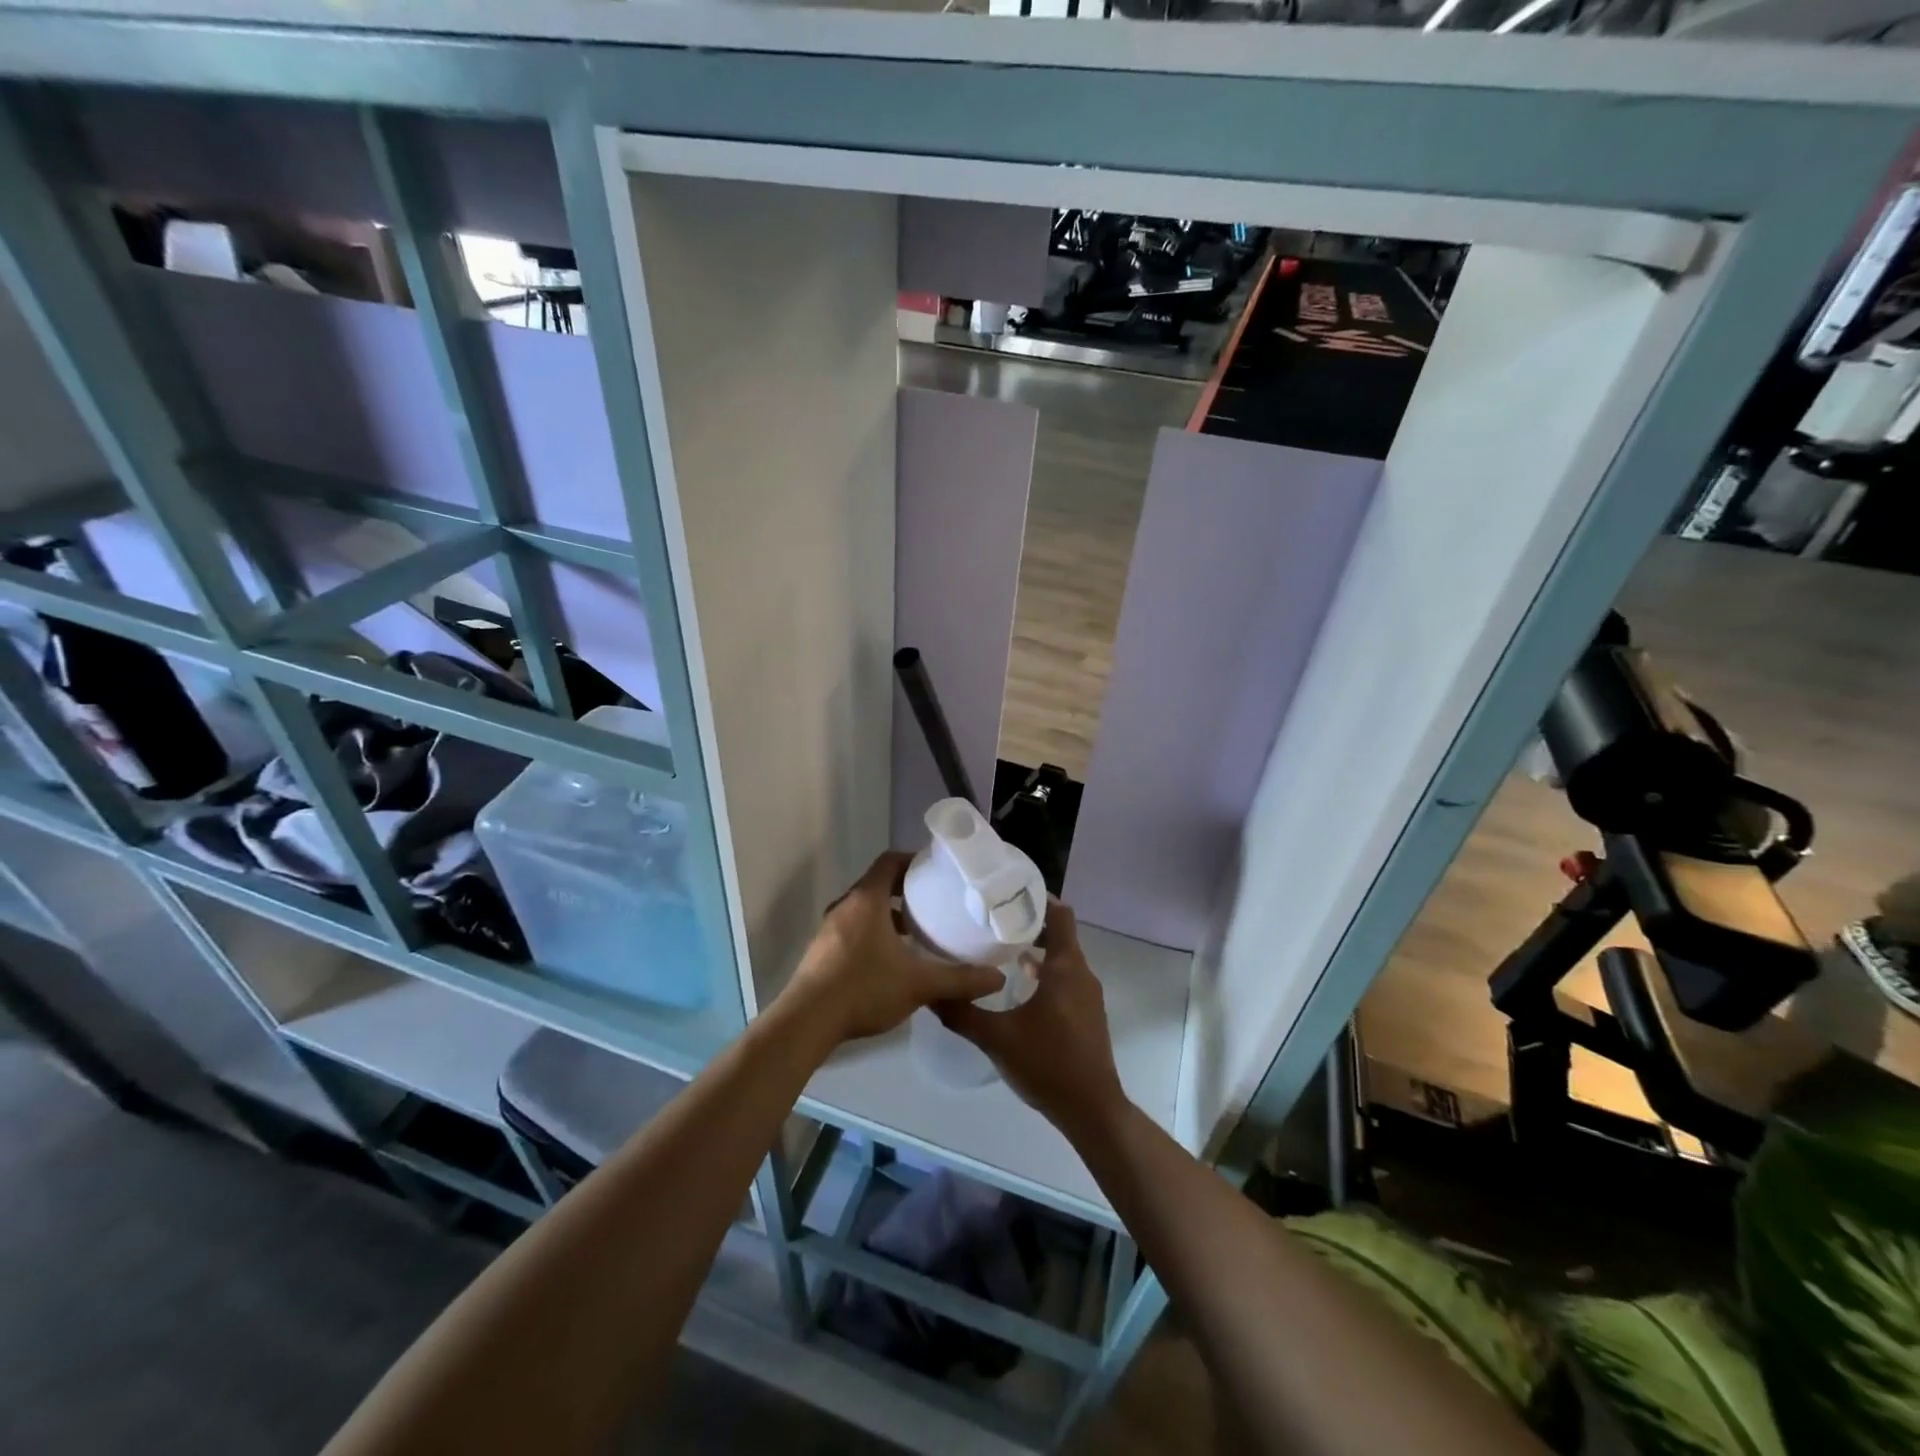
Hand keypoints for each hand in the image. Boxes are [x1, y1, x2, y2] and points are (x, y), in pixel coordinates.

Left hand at [780, 851, 1003, 1045]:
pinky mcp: (822, 951)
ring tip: (917, 932)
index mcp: (866, 899)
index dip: (913, 861)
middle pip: (877, 884)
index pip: (889, 861)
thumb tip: (999, 979)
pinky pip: (853, 929)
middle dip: (905, 890)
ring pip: (864, 910)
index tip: (936, 870)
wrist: (807, 1021)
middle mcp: (845, 906)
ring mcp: (829, 929)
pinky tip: (891, 960)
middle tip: (934, 902)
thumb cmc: (864, 988)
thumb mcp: (919, 983)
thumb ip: (960, 979)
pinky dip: (873, 933)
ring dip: (888, 915)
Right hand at [936, 899, 1129, 1140]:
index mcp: (1066, 968)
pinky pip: (1066, 978)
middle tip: (993, 919)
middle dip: (1029, 923)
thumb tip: (929, 991)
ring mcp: (1087, 995)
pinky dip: (1045, 972)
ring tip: (999, 948)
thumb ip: (962, 1013)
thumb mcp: (996, 1038)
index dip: (1038, 899)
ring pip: (1062, 958)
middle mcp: (1081, 974)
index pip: (1060, 915)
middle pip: (1059, 934)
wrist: (1091, 1110)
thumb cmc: (1047, 1064)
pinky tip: (1017, 985)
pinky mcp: (1086, 1013)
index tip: (1008, 892)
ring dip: (1036, 949)